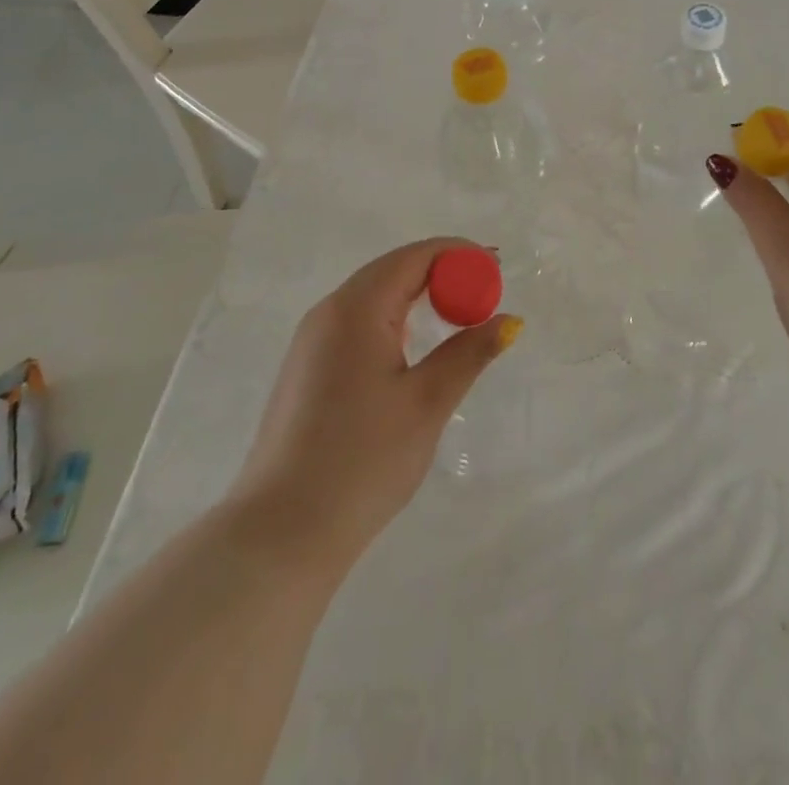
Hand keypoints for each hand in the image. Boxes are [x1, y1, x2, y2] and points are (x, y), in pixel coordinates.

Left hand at [225, 238, 522, 573]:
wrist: (281, 533)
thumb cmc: (362, 460)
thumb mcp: (427, 402)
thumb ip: (469, 353)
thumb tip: (507, 320)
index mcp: (356, 308)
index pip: (414, 257)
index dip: (458, 255)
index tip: (496, 269)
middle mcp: (328, 312)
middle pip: (392, 270)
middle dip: (442, 273)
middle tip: (485, 294)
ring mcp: (312, 340)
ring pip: (373, 296)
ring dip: (417, 296)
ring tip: (458, 317)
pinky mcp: (307, 368)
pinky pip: (357, 322)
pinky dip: (394, 319)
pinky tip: (413, 348)